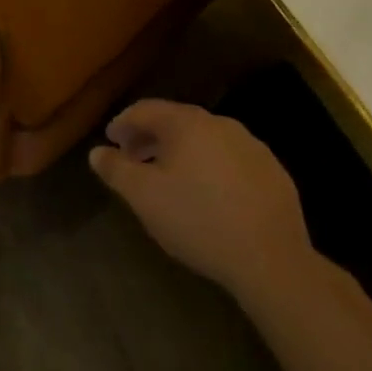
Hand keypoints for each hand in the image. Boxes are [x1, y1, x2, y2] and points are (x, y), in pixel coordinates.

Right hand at [90, 99, 313, 303]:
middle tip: (133, 160)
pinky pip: (230, 160)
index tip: (111, 140)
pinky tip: (207, 195)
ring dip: (181, 153)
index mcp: (187, 123)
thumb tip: (97, 152)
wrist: (272, 260)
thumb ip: (116, 170)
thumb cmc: (198, 220)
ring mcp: (252, 147)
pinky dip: (210, 168)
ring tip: (168, 179)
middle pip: (176, 122)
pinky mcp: (274, 173)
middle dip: (150, 138)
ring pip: (205, 141)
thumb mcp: (144, 197)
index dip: (123, 123)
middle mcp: (221, 124)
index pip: (146, 109)